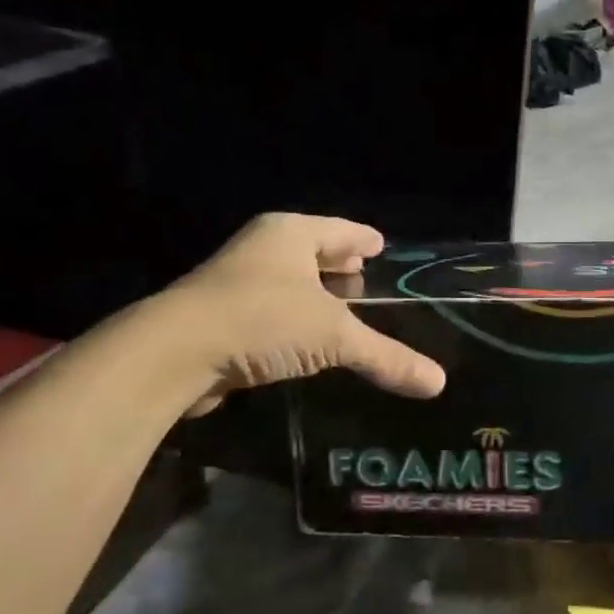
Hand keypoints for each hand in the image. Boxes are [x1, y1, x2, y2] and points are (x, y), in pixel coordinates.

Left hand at [164, 213, 445, 416]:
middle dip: (340, 268)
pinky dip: (293, 323)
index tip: (383, 247)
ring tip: (345, 314)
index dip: (364, 239)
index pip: (340, 230)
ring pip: (290, 284)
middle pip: (313, 253)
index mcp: (289, 234)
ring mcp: (236, 282)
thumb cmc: (263, 320)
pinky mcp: (221, 317)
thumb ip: (387, 356)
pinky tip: (308, 345)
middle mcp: (262, 250)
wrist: (175, 353)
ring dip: (315, 298)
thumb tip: (438, 383)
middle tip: (369, 282)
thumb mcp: (334, 337)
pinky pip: (272, 312)